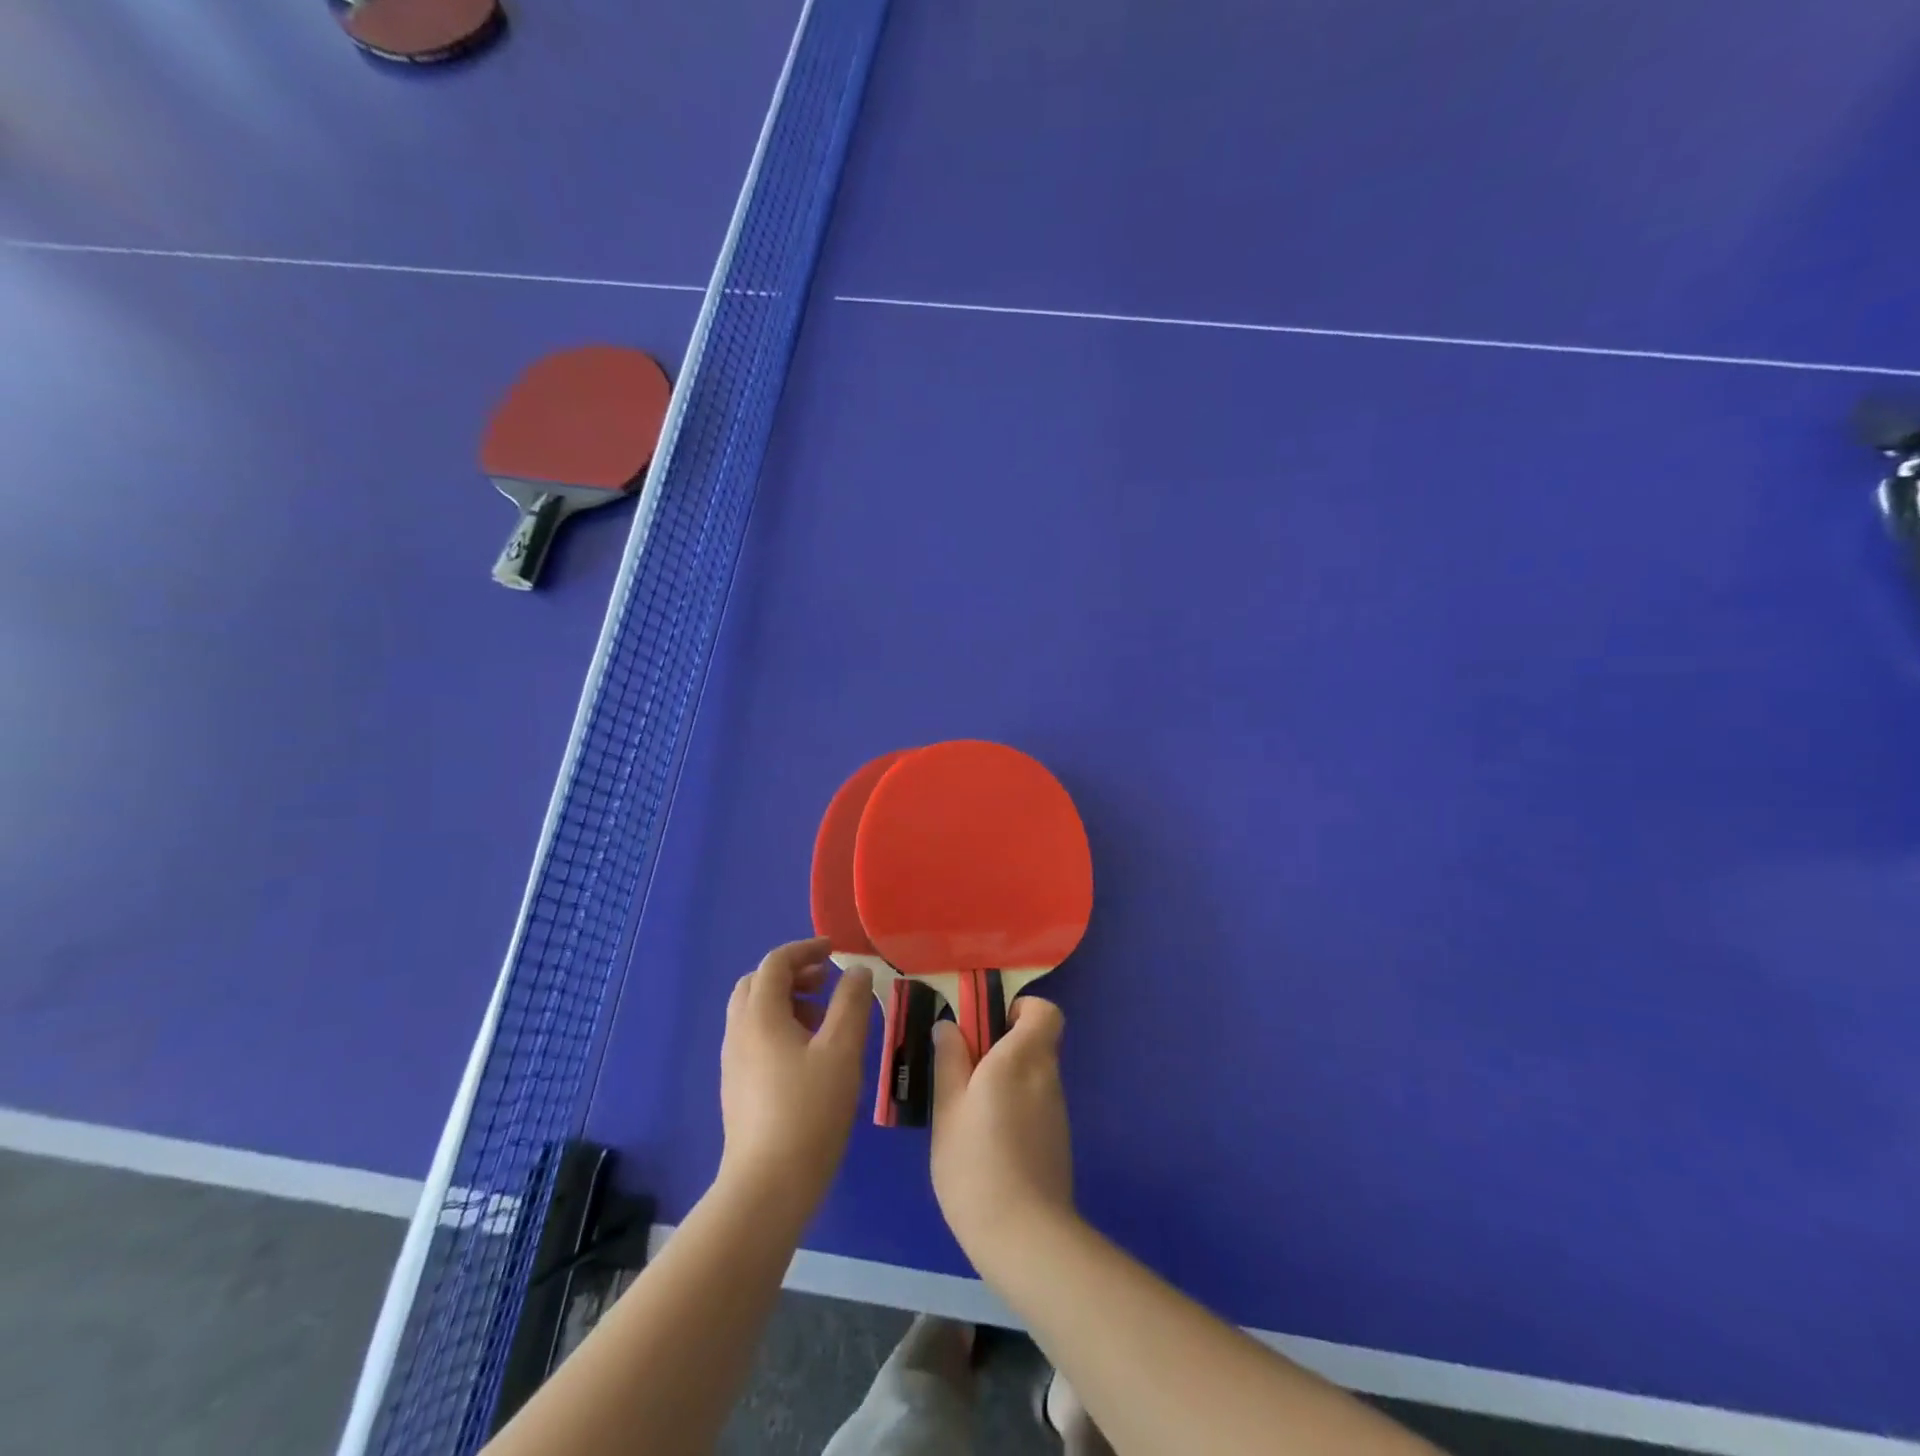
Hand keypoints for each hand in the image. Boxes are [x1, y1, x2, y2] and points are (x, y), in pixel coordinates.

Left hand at [719, 937, 871, 1218]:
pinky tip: (809, 1055)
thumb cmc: (809, 1111)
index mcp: (760, 1016)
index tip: (835, 952)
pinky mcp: (737, 1088)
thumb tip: (857, 971)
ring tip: (824, 1020)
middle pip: (757, 984)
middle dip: (792, 974)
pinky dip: (779, 1026)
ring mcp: (734, 1062)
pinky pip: (754, 1038)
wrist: (767, 1187)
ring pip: (754, 1012)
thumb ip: (851, 1003)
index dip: (805, 949)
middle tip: (826, 982)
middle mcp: (739, 1032)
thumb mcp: (842, 1051)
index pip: (775, 963)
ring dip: (787, 1001)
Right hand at [930, 997, 1076, 1274]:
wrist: (1024, 1237)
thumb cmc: (976, 1162)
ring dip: (1005, 1078)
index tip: (986, 1026)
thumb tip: (950, 1025)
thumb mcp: (948, 1107)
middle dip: (1002, 1045)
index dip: (1019, 1009)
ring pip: (1033, 1074)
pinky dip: (1014, 1106)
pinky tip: (986, 1140)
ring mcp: (1056, 1110)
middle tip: (962, 1069)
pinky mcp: (1056, 1140)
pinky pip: (1035, 1103)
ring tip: (966, 1110)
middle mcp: (1047, 1076)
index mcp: (1023, 1057)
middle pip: (1035, 1041)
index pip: (1044, 1010)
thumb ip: (949, 1060)